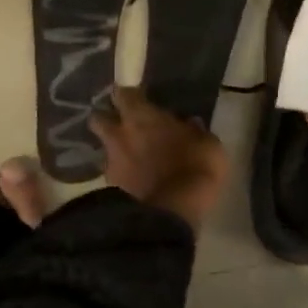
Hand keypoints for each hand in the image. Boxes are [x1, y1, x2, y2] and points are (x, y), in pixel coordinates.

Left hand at [92, 87, 226, 231]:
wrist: (169, 213)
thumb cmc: (193, 169)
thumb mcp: (208, 146)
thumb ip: (195, 132)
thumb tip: (191, 124)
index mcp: (141, 116)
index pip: (124, 93)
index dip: (127, 94)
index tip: (135, 96)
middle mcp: (119, 134)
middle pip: (98, 118)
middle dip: (106, 118)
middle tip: (121, 122)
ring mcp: (112, 162)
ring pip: (105, 147)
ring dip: (114, 148)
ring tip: (129, 155)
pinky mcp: (111, 188)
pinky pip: (113, 173)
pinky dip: (121, 173)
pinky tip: (134, 179)